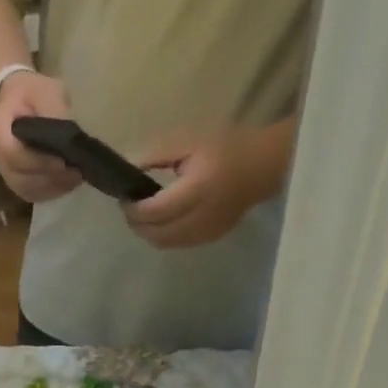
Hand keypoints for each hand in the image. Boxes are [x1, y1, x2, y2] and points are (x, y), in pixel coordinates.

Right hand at [0, 71, 80, 202]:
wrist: (15, 100)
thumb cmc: (29, 93)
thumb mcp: (43, 90)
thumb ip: (53, 112)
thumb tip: (70, 137)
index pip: (13, 155)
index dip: (38, 162)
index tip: (62, 162)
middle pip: (21, 179)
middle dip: (50, 178)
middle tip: (77, 172)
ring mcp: (6, 173)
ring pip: (27, 190)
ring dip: (53, 188)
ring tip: (76, 178)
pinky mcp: (17, 181)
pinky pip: (33, 194)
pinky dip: (51, 192)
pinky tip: (69, 183)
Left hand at [124, 123, 292, 248]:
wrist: (263, 166)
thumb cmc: (226, 148)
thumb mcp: (188, 142)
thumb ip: (157, 156)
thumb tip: (129, 168)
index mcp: (196, 189)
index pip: (156, 210)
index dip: (134, 209)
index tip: (124, 199)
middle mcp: (201, 216)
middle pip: (157, 233)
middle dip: (137, 224)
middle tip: (129, 209)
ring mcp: (207, 231)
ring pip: (165, 244)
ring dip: (148, 233)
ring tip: (142, 215)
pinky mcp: (212, 238)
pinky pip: (178, 244)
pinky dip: (163, 236)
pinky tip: (161, 222)